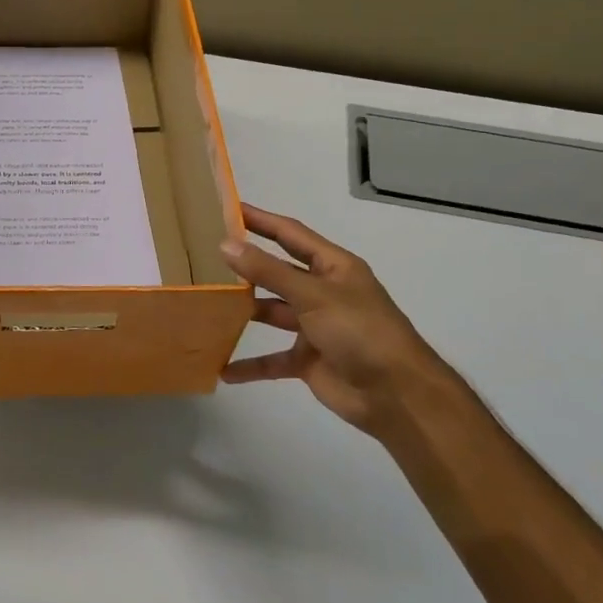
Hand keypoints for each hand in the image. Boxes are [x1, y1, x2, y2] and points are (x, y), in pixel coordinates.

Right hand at [219, 204, 451, 433]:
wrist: (396, 394)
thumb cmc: (360, 331)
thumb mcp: (313, 294)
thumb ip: (268, 271)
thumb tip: (226, 245)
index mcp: (333, 267)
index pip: (290, 235)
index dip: (261, 220)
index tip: (228, 209)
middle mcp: (323, 292)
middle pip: (277, 272)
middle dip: (247, 265)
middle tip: (206, 255)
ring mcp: (315, 327)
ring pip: (272, 313)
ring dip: (244, 312)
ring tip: (206, 304)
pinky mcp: (309, 360)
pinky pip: (273, 359)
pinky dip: (251, 364)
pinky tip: (223, 368)